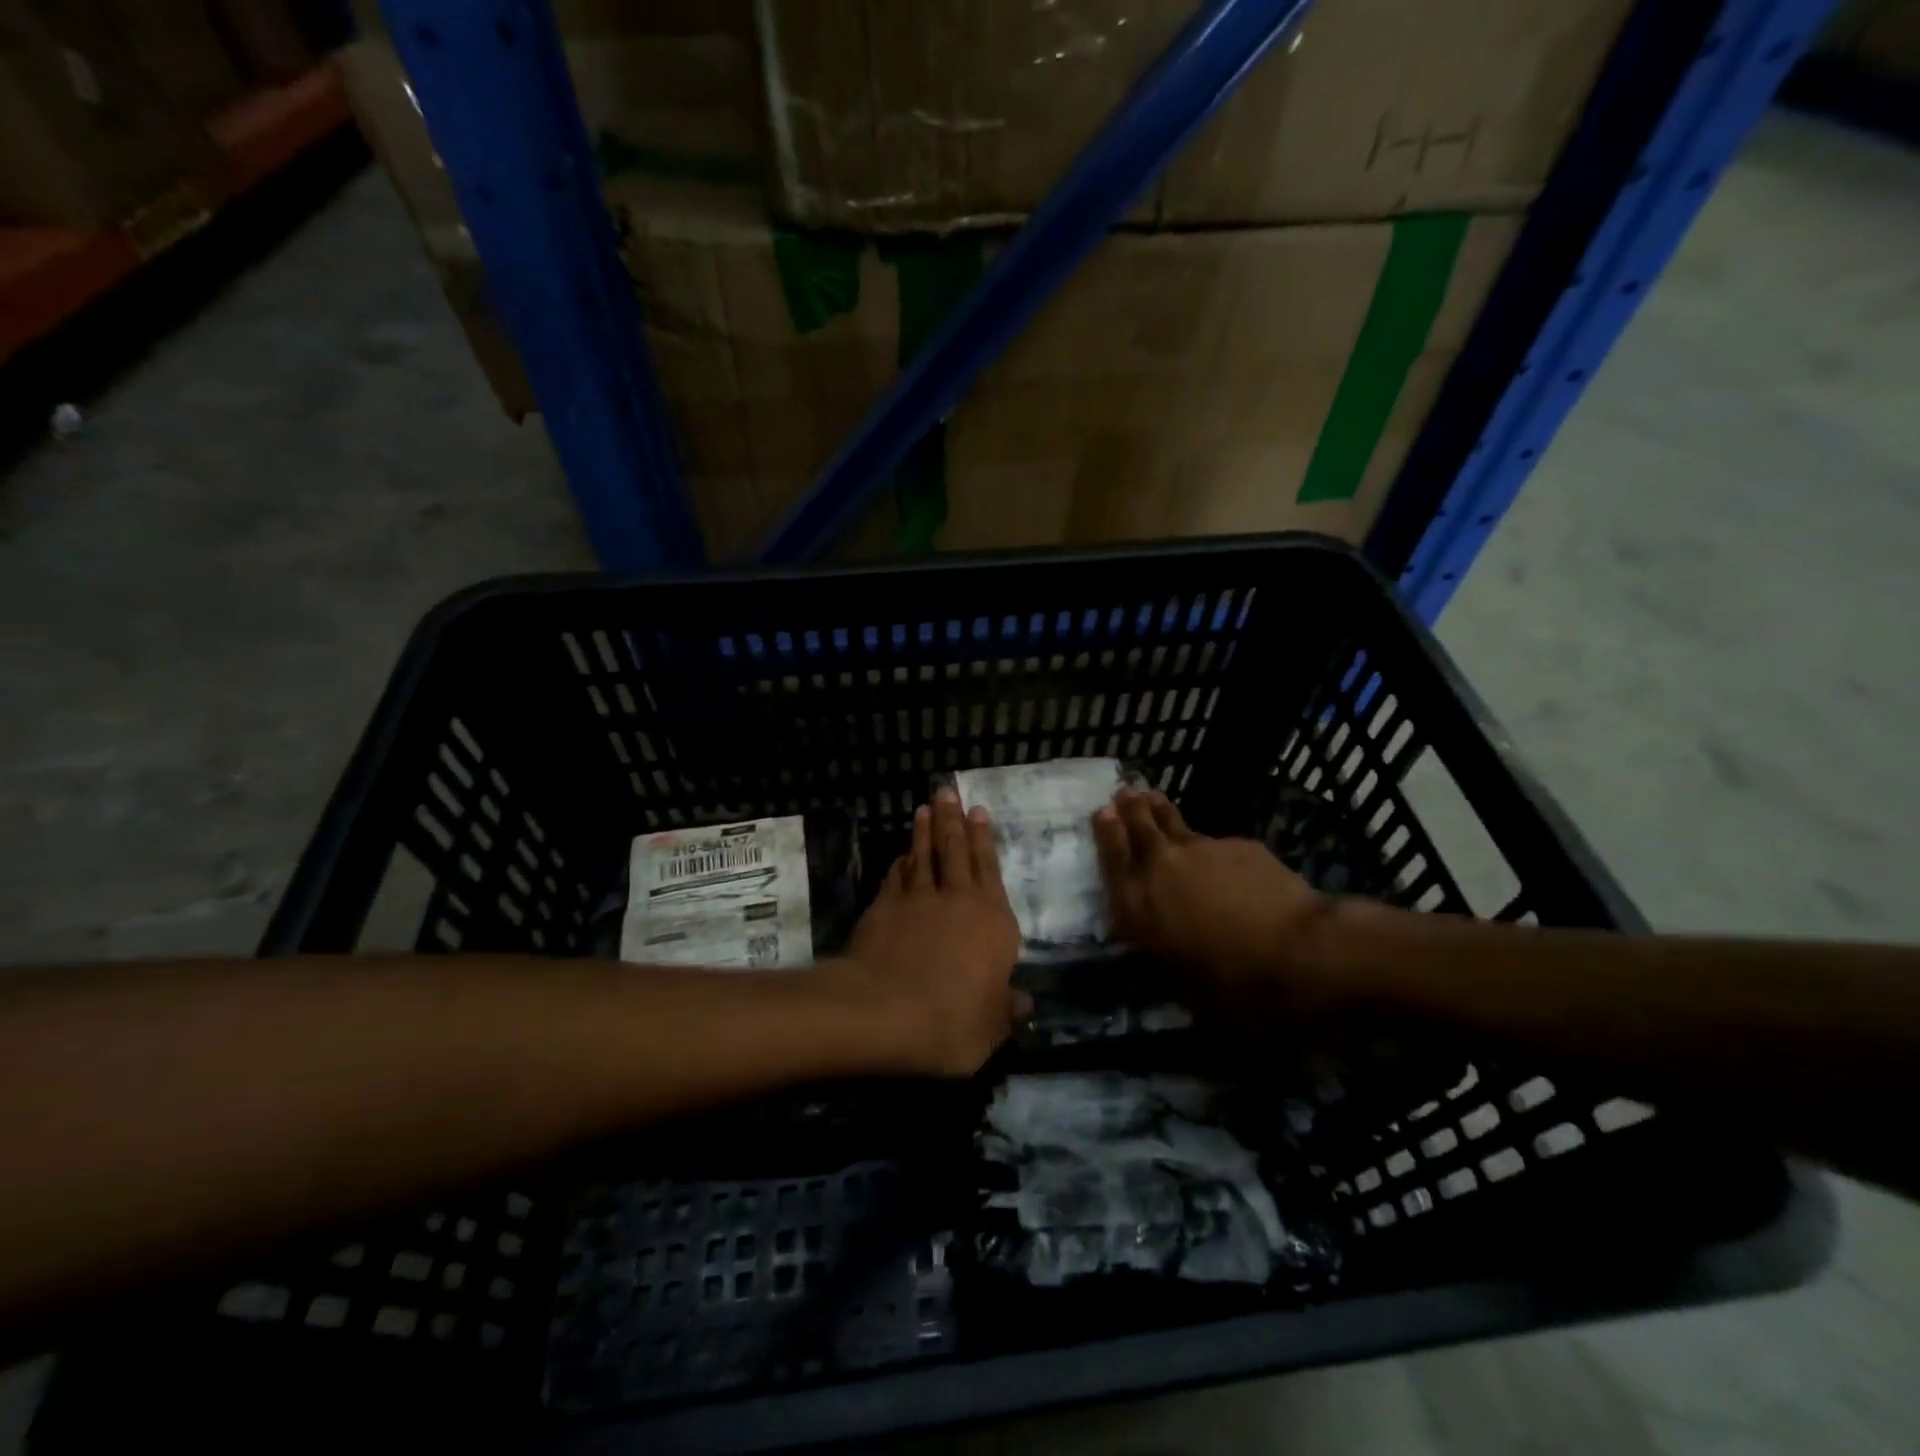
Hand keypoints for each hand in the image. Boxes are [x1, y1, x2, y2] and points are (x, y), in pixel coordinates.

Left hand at [838, 788, 1023, 1076]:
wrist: (886, 1012)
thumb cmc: (953, 1021)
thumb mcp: (993, 1027)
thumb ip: (1008, 1009)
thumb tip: (1025, 1002)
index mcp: (993, 921)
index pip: (990, 869)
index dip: (984, 839)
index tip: (978, 810)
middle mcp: (958, 900)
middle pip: (956, 851)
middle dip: (952, 819)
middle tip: (948, 791)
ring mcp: (918, 900)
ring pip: (924, 856)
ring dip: (924, 832)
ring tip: (924, 808)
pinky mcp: (884, 908)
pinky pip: (895, 877)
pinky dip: (899, 863)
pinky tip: (900, 856)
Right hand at [1093, 789, 1332, 1014]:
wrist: (1295, 949)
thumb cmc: (1230, 980)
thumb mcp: (1180, 985)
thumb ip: (1157, 961)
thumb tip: (1144, 961)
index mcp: (1139, 905)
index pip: (1114, 859)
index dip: (1106, 833)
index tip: (1102, 811)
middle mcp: (1162, 868)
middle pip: (1140, 828)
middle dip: (1129, 809)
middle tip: (1124, 792)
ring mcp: (1201, 850)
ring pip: (1175, 823)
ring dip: (1160, 810)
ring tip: (1152, 797)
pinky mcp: (1238, 845)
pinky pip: (1217, 843)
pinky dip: (1211, 846)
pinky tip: (1219, 854)